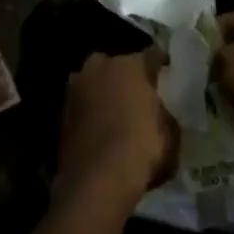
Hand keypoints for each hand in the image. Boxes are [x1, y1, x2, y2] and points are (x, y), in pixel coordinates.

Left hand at [59, 50, 178, 204]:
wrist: (97, 178)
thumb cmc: (142, 148)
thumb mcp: (171, 133)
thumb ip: (165, 113)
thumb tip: (161, 112)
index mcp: (131, 65)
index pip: (152, 55)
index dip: (162, 64)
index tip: (168, 73)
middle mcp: (100, 66)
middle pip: (117, 65)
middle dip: (126, 76)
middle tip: (137, 95)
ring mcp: (76, 86)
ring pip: (95, 82)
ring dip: (103, 92)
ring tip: (115, 112)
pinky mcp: (61, 110)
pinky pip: (83, 104)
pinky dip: (90, 112)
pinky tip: (98, 128)